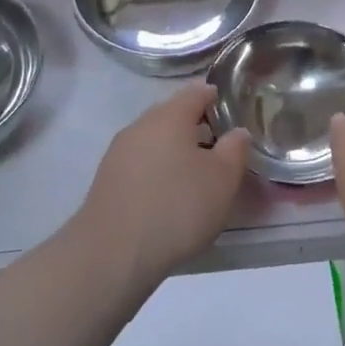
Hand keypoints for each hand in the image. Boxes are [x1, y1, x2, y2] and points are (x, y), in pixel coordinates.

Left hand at [73, 83, 249, 289]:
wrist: (112, 254)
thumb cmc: (177, 207)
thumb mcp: (223, 179)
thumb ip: (235, 149)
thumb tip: (237, 132)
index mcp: (170, 115)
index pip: (197, 91)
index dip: (216, 97)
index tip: (232, 112)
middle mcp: (141, 125)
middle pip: (173, 114)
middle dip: (196, 126)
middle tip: (220, 148)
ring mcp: (119, 152)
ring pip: (155, 140)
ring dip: (175, 151)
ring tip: (196, 175)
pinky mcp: (106, 180)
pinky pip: (140, 164)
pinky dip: (157, 171)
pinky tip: (168, 195)